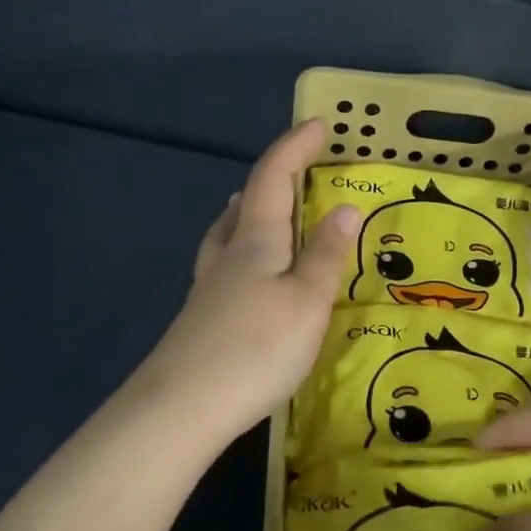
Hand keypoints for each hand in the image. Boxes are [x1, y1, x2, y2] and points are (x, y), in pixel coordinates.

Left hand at [138, 120, 360, 443]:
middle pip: (246, 203)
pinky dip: (242, 251)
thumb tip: (346, 208)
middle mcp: (227, 255)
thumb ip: (326, 256)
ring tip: (260, 209)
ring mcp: (209, 288)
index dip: (294, 148)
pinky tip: (247, 273)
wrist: (183, 406)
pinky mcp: (203, 319)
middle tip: (296, 170)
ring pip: (228, 235)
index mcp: (255, 240)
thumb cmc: (256, 347)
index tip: (318, 124)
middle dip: (272, 179)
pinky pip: (226, 265)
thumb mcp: (307, 300)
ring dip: (249, 213)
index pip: (273, 178)